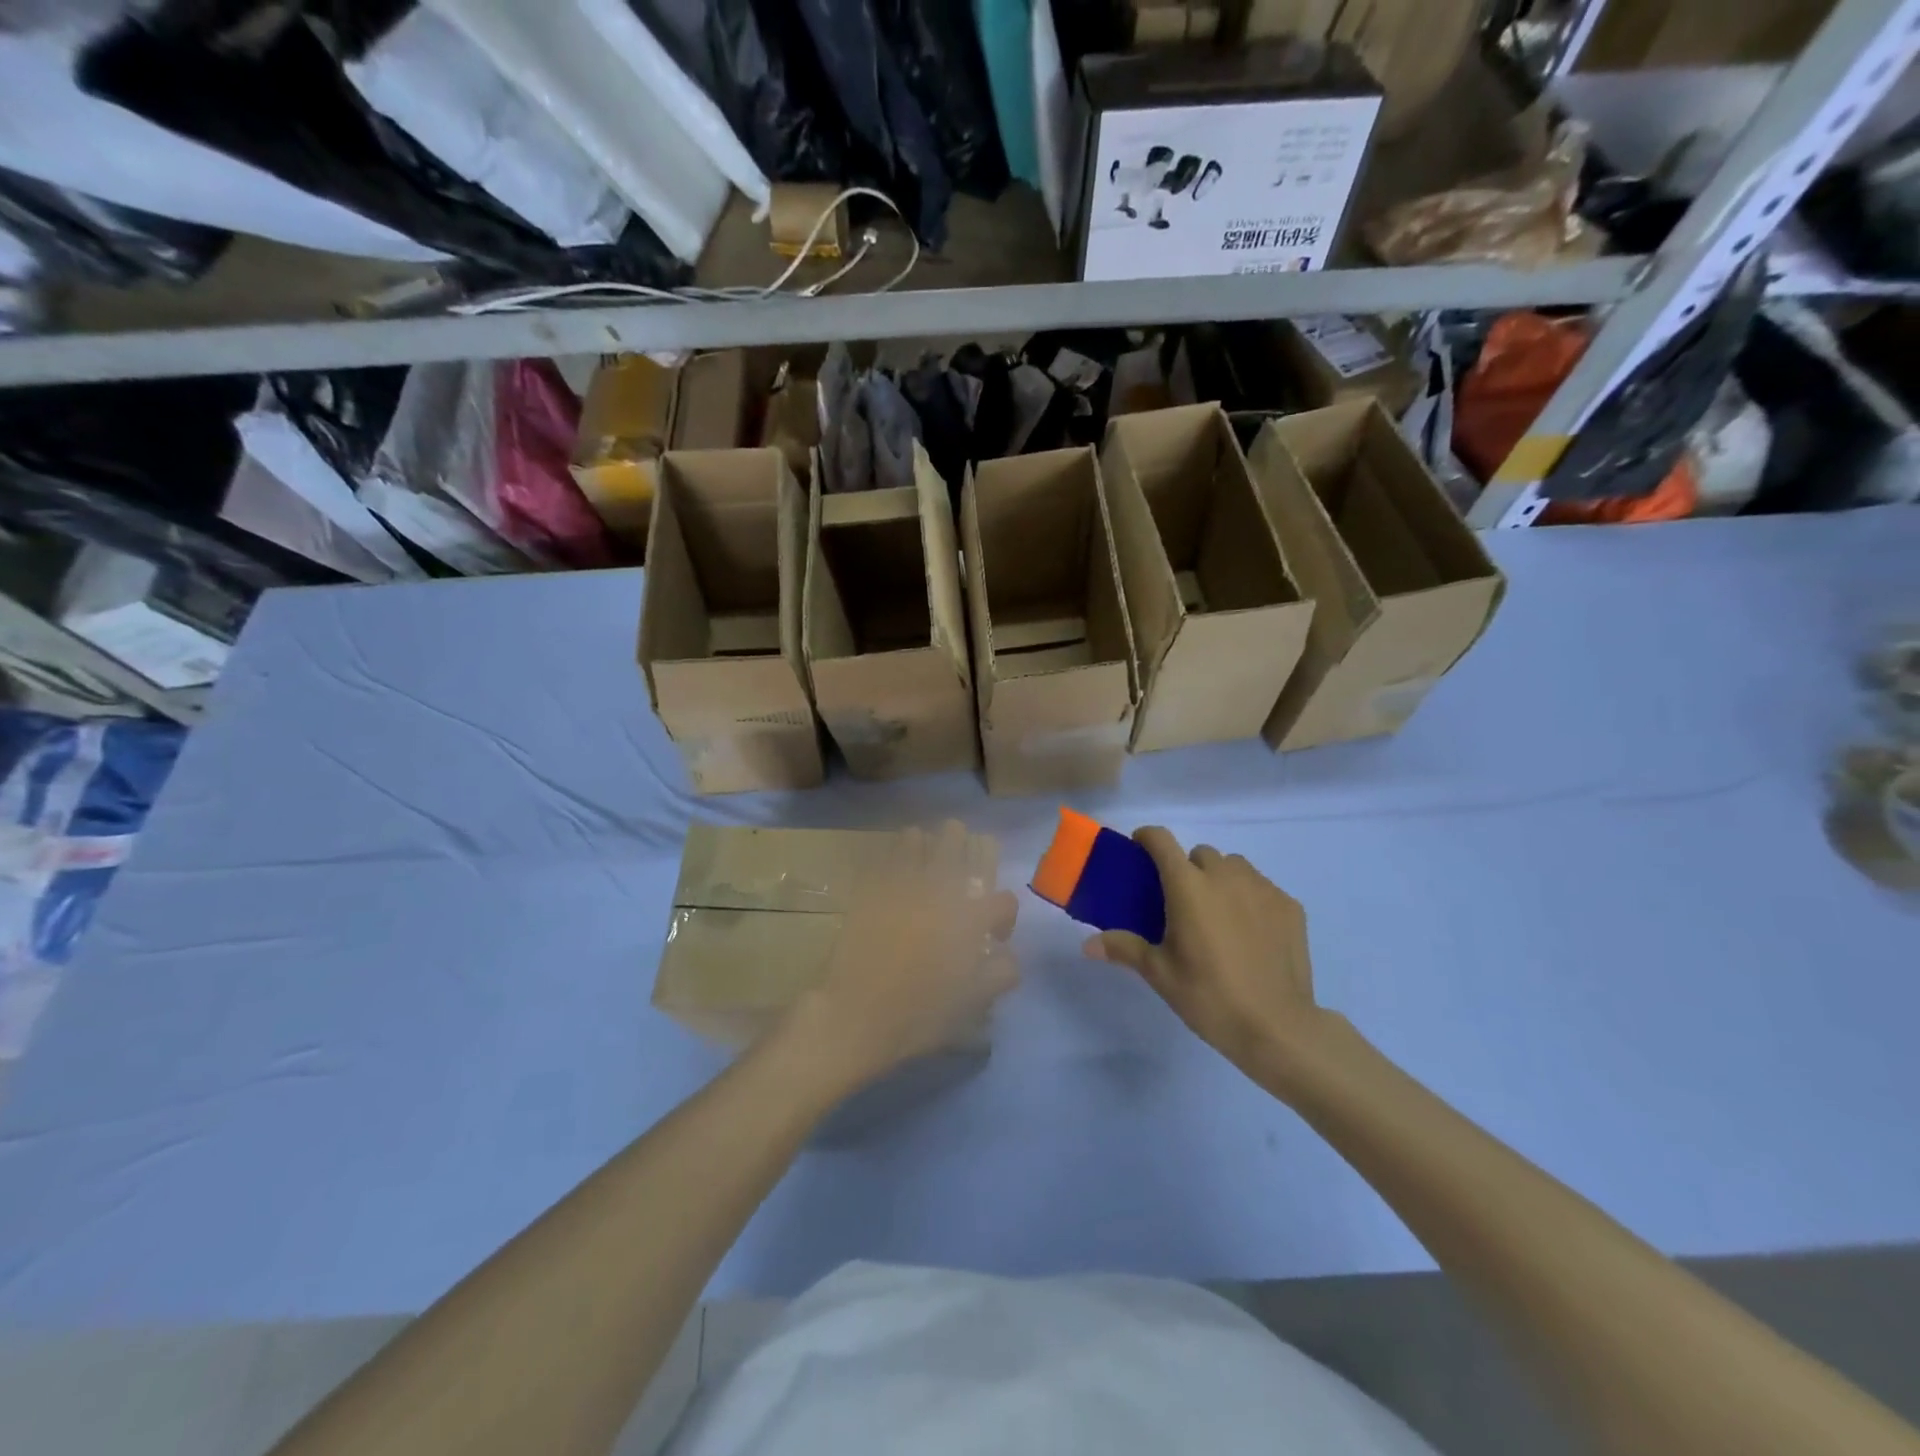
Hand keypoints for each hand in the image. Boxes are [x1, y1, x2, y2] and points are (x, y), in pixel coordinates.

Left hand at [789, 820, 1017, 1090]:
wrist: (857, 1012)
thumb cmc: (920, 1012)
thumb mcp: (973, 1001)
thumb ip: (1001, 972)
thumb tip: (1007, 954)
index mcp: (971, 917)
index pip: (1005, 900)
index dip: (1004, 918)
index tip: (992, 936)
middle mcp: (940, 888)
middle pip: (958, 839)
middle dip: (966, 851)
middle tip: (961, 877)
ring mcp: (902, 882)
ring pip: (918, 837)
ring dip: (927, 848)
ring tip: (925, 869)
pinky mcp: (871, 886)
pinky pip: (885, 855)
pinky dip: (895, 858)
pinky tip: (895, 874)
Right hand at [1085, 827, 1320, 1078]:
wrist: (1277, 1027)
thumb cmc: (1209, 996)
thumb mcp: (1159, 974)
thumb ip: (1124, 948)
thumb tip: (1087, 945)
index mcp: (1188, 886)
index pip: (1161, 840)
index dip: (1147, 838)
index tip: (1139, 851)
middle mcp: (1225, 876)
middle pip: (1199, 853)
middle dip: (1187, 869)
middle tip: (1182, 904)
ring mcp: (1262, 888)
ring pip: (1234, 867)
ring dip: (1220, 879)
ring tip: (1219, 914)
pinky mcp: (1289, 906)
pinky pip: (1262, 887)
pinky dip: (1250, 898)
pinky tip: (1251, 932)